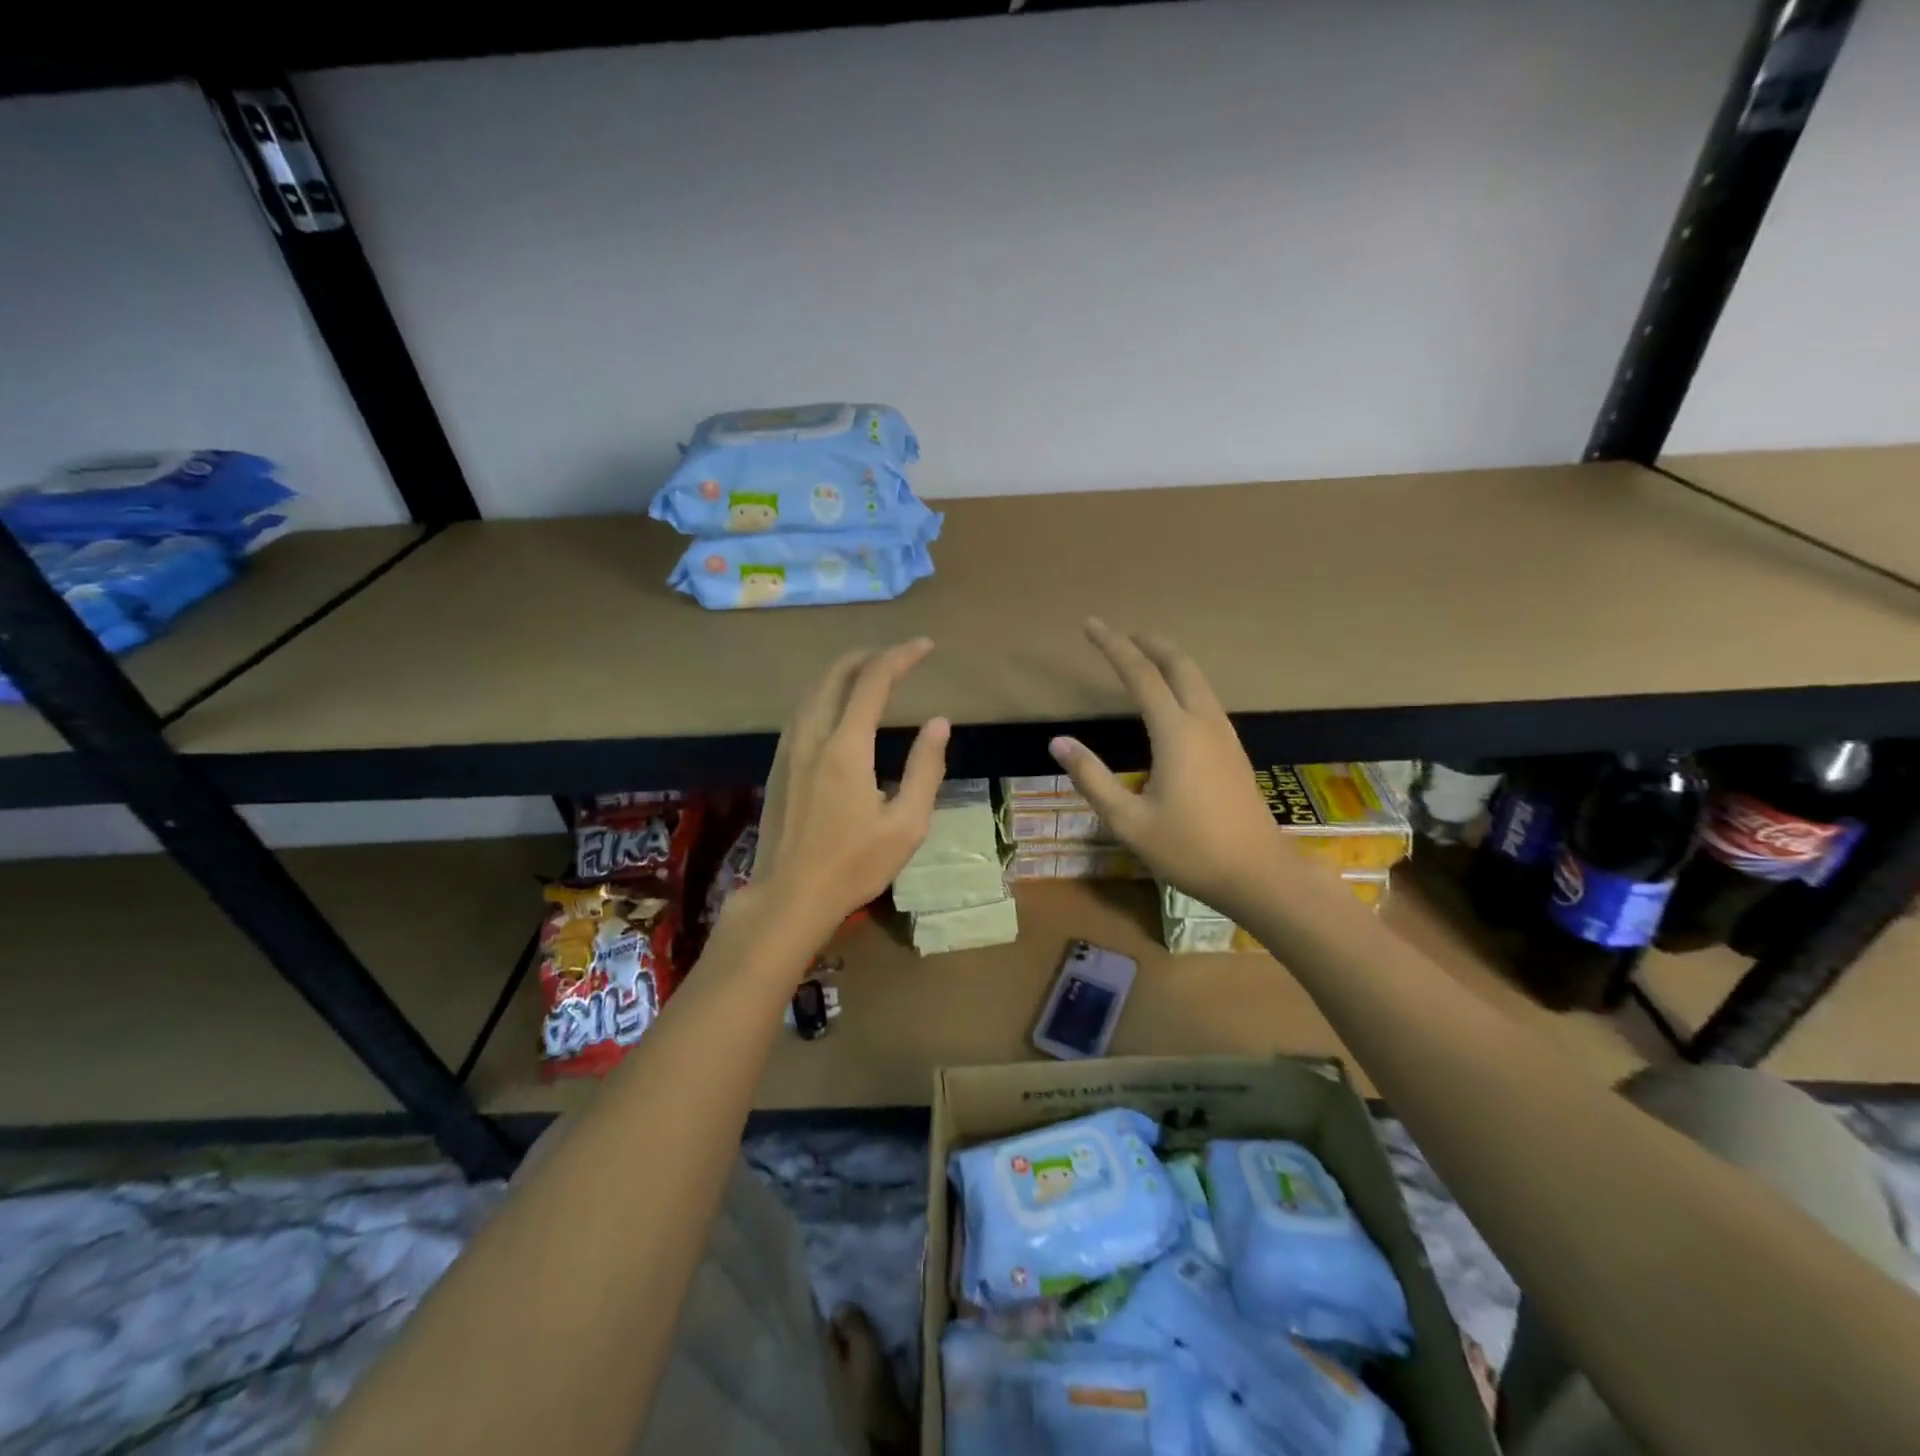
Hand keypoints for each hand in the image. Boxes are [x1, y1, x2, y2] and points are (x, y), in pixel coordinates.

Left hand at [744, 638, 949, 952]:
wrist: (790, 895)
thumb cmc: (854, 865)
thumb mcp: (906, 824)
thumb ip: (925, 768)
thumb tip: (939, 722)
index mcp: (847, 748)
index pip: (873, 681)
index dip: (901, 656)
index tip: (925, 647)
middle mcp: (813, 736)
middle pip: (836, 674)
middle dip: (870, 655)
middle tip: (899, 656)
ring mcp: (790, 748)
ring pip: (814, 689)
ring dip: (844, 671)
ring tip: (872, 673)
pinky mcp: (779, 763)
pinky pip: (803, 709)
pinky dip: (826, 692)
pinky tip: (839, 706)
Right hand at [1049, 619, 1284, 920]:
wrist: (1258, 873)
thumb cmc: (1189, 849)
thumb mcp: (1128, 821)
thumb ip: (1092, 778)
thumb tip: (1058, 742)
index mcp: (1176, 732)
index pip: (1140, 674)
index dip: (1113, 646)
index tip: (1091, 624)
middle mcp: (1203, 722)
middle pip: (1178, 665)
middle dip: (1149, 643)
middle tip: (1122, 633)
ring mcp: (1224, 735)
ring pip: (1197, 679)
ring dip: (1169, 660)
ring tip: (1144, 656)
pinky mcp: (1232, 750)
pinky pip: (1205, 698)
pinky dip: (1183, 682)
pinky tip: (1172, 699)